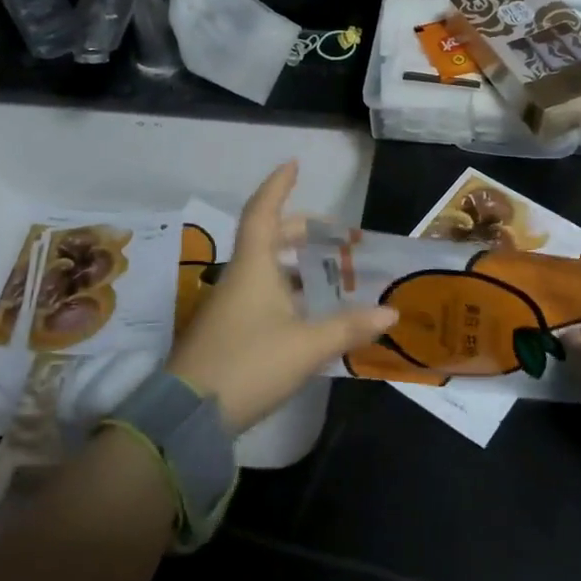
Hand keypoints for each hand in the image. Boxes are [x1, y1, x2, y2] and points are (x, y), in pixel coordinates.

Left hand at [165, 162, 397, 433]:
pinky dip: (290, 293)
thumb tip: (392, 312)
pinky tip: (312, 313)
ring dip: (298, 266)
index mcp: (254, 267)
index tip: (294, 164)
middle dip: (303, 232)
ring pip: (267, 270)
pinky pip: (263, 296)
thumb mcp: (307, 346)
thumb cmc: (249, 364)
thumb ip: (349, 327)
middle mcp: (240, 278)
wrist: (189, 416)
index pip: (264, 212)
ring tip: (333, 274)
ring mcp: (230, 306)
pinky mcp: (228, 332)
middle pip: (270, 240)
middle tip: (337, 237)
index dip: (279, 186)